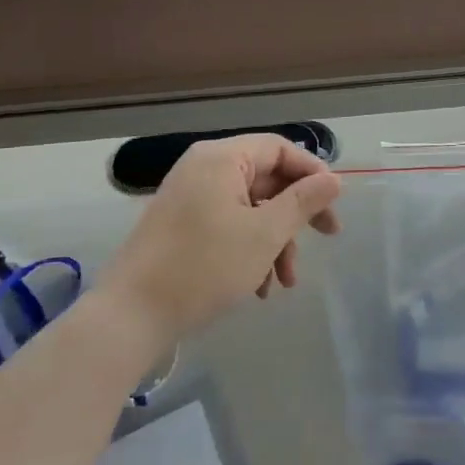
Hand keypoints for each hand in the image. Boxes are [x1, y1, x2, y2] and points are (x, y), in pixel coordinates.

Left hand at [101, 134, 342, 346]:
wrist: (130, 316)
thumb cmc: (204, 267)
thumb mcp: (264, 234)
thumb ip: (302, 202)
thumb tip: (334, 179)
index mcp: (222, 158)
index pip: (279, 148)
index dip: (312, 172)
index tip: (334, 203)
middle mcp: (204, 168)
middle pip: (266, 179)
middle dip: (296, 215)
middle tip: (328, 237)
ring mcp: (189, 197)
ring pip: (250, 208)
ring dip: (275, 240)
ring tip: (284, 282)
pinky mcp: (181, 225)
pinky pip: (228, 224)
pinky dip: (249, 249)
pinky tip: (258, 287)